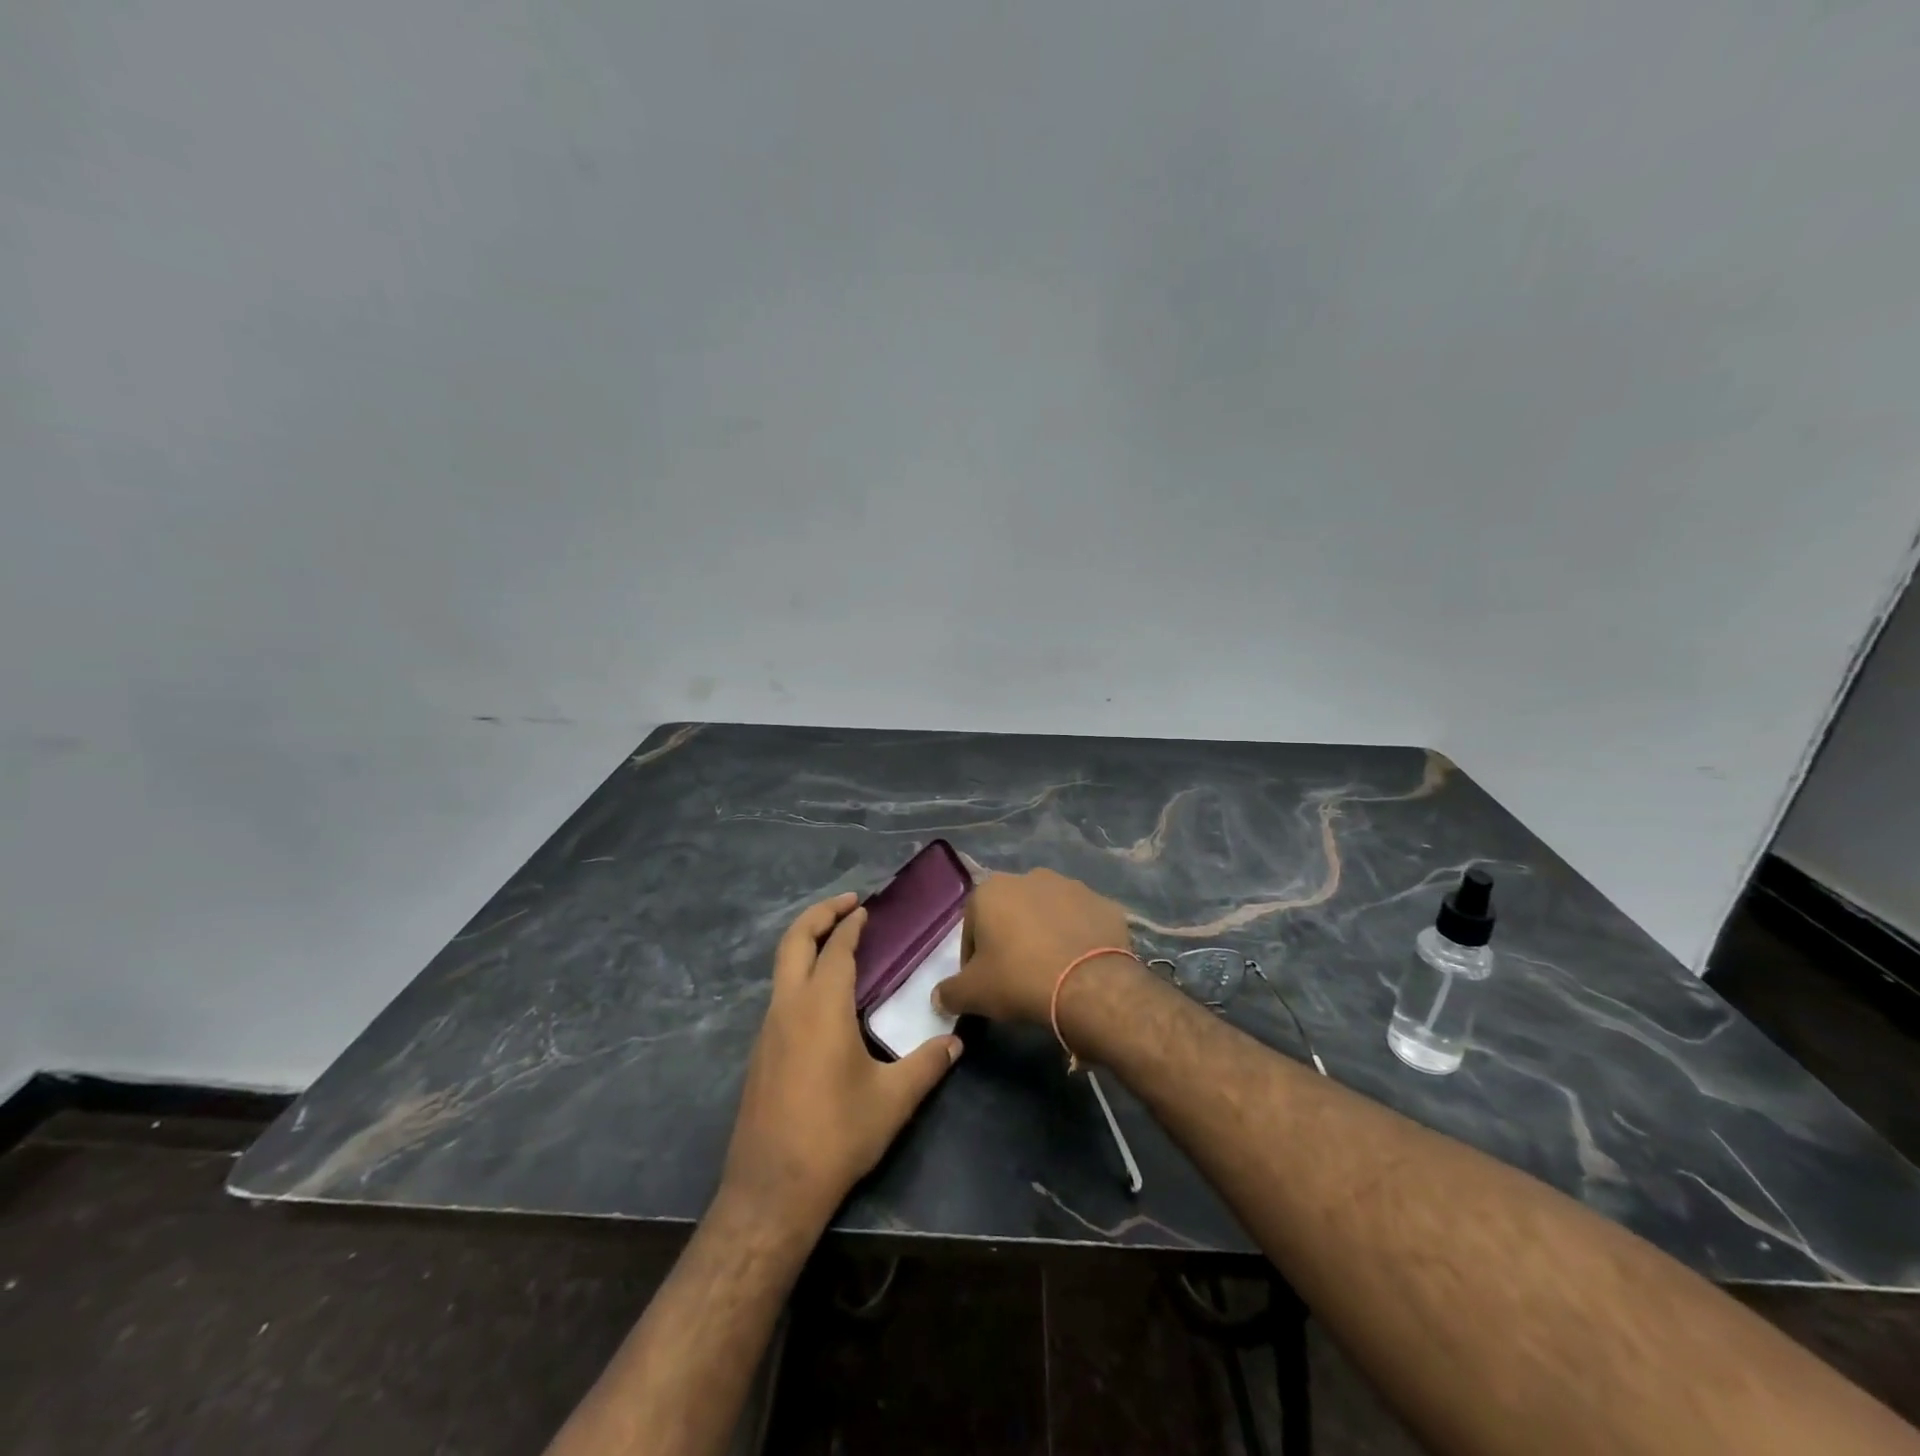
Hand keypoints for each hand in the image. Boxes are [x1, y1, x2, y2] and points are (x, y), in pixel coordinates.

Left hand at [721, 894, 961, 1229]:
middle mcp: (788, 1007)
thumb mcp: (893, 1100)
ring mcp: (768, 1029)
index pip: (837, 948)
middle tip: (848, 903)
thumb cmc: (836, 1135)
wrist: (771, 1189)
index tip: (867, 908)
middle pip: (794, 941)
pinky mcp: (761, 1052)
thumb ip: (927, 1064)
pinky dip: (801, 974)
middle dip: (819, 914)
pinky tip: (825, 997)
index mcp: (821, 1007)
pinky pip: (781, 994)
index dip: (851, 924)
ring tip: (839, 943)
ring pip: (782, 967)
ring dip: (807, 943)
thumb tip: (955, 1042)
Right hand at [934, 869, 1135, 1025]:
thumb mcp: (973, 994)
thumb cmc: (1019, 980)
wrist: (1090, 985)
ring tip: (1052, 971)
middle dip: (1011, 940)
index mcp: (991, 890)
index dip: (974, 958)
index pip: (972, 926)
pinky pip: (1083, 921)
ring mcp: (1072, 886)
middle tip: (1017, 977)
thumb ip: (950, 992)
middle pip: (1011, 914)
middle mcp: (1030, 877)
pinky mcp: (1104, 903)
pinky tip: (1080, 966)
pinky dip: (1078, 938)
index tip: (984, 984)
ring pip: (1048, 913)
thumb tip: (939, 997)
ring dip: (1045, 935)